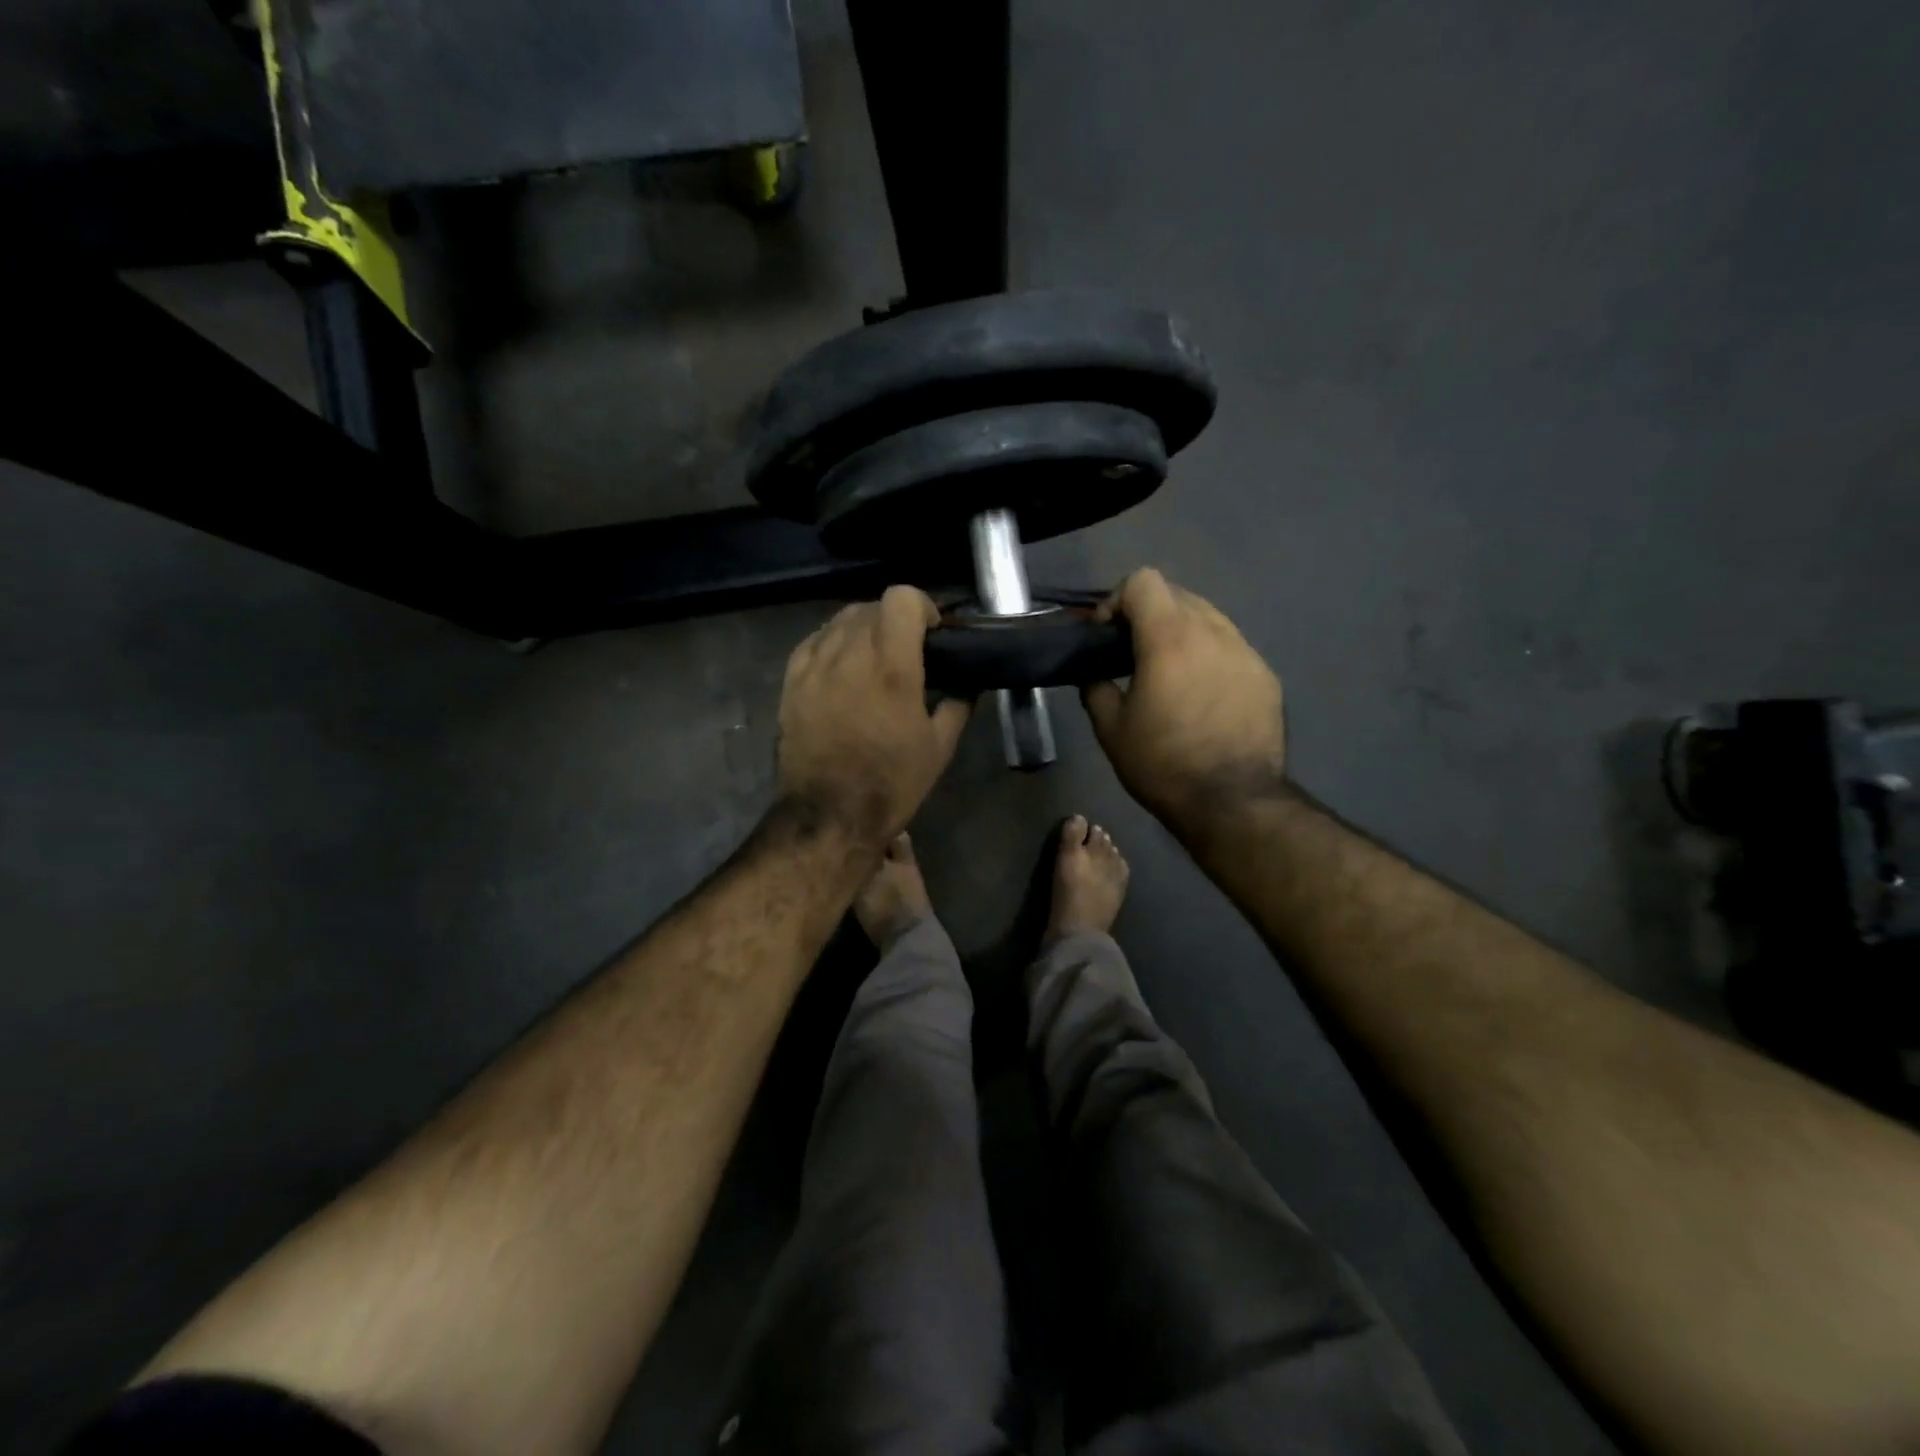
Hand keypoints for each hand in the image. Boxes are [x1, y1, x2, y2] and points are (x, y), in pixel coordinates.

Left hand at [777, 586, 972, 848]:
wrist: (829, 815)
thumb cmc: (891, 784)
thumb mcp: (939, 748)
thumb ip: (957, 704)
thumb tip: (968, 682)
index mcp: (892, 667)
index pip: (902, 598)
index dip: (922, 607)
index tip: (931, 633)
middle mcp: (850, 655)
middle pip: (870, 606)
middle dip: (893, 619)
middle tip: (906, 649)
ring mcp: (814, 666)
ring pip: (839, 620)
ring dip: (862, 629)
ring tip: (872, 658)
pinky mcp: (791, 682)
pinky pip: (813, 642)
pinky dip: (832, 643)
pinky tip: (842, 667)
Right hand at [1082, 568, 1286, 825]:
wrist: (1233, 802)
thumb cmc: (1163, 764)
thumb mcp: (1110, 730)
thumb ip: (1095, 688)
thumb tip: (1094, 674)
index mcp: (1170, 638)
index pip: (1143, 581)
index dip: (1116, 600)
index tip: (1106, 636)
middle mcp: (1213, 632)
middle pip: (1177, 594)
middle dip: (1148, 614)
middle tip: (1133, 653)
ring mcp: (1246, 651)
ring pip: (1208, 617)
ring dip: (1181, 632)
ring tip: (1170, 673)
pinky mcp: (1266, 675)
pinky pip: (1231, 647)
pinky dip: (1209, 656)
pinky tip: (1202, 694)